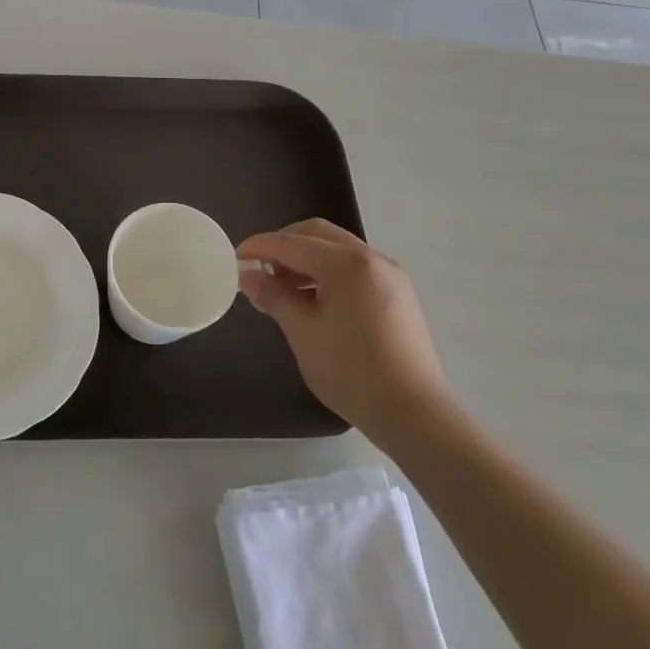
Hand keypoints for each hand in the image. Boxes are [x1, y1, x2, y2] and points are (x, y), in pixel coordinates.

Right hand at [237, 220, 450, 446]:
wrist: (415, 414)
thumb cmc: (352, 372)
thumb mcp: (303, 333)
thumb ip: (274, 296)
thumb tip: (248, 276)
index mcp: (346, 264)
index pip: (291, 243)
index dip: (259, 247)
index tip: (234, 258)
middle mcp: (370, 258)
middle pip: (316, 234)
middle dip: (283, 245)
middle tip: (260, 269)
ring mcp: (389, 274)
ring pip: (337, 248)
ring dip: (305, 257)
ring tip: (283, 287)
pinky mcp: (398, 293)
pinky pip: (354, 266)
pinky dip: (328, 270)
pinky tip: (314, 299)